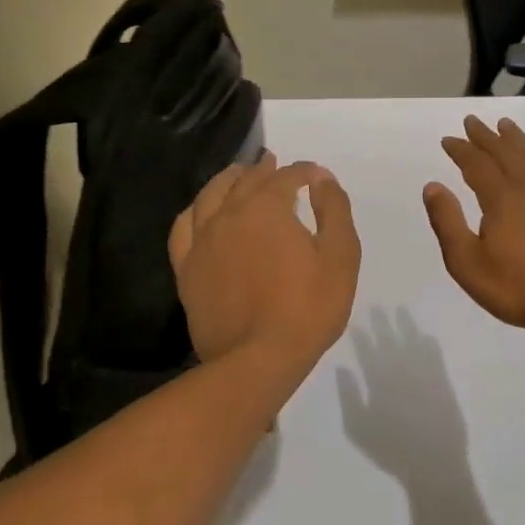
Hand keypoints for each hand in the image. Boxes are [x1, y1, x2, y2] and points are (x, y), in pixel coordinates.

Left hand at [170, 152, 360, 381]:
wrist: (257, 360)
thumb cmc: (307, 309)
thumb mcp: (340, 257)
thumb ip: (333, 210)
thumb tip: (321, 178)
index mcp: (267, 208)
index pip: (285, 177)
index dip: (303, 172)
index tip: (315, 175)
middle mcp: (228, 215)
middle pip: (245, 181)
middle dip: (264, 170)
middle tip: (275, 164)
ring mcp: (202, 241)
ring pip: (210, 196)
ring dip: (227, 181)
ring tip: (237, 176)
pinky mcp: (186, 268)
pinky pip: (184, 227)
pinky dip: (195, 211)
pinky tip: (202, 212)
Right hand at [423, 116, 524, 341]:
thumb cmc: (519, 288)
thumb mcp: (469, 263)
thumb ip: (448, 222)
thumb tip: (433, 186)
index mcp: (502, 198)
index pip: (477, 164)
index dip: (462, 150)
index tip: (449, 139)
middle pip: (506, 153)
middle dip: (487, 137)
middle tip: (473, 121)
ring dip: (516, 141)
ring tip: (507, 126)